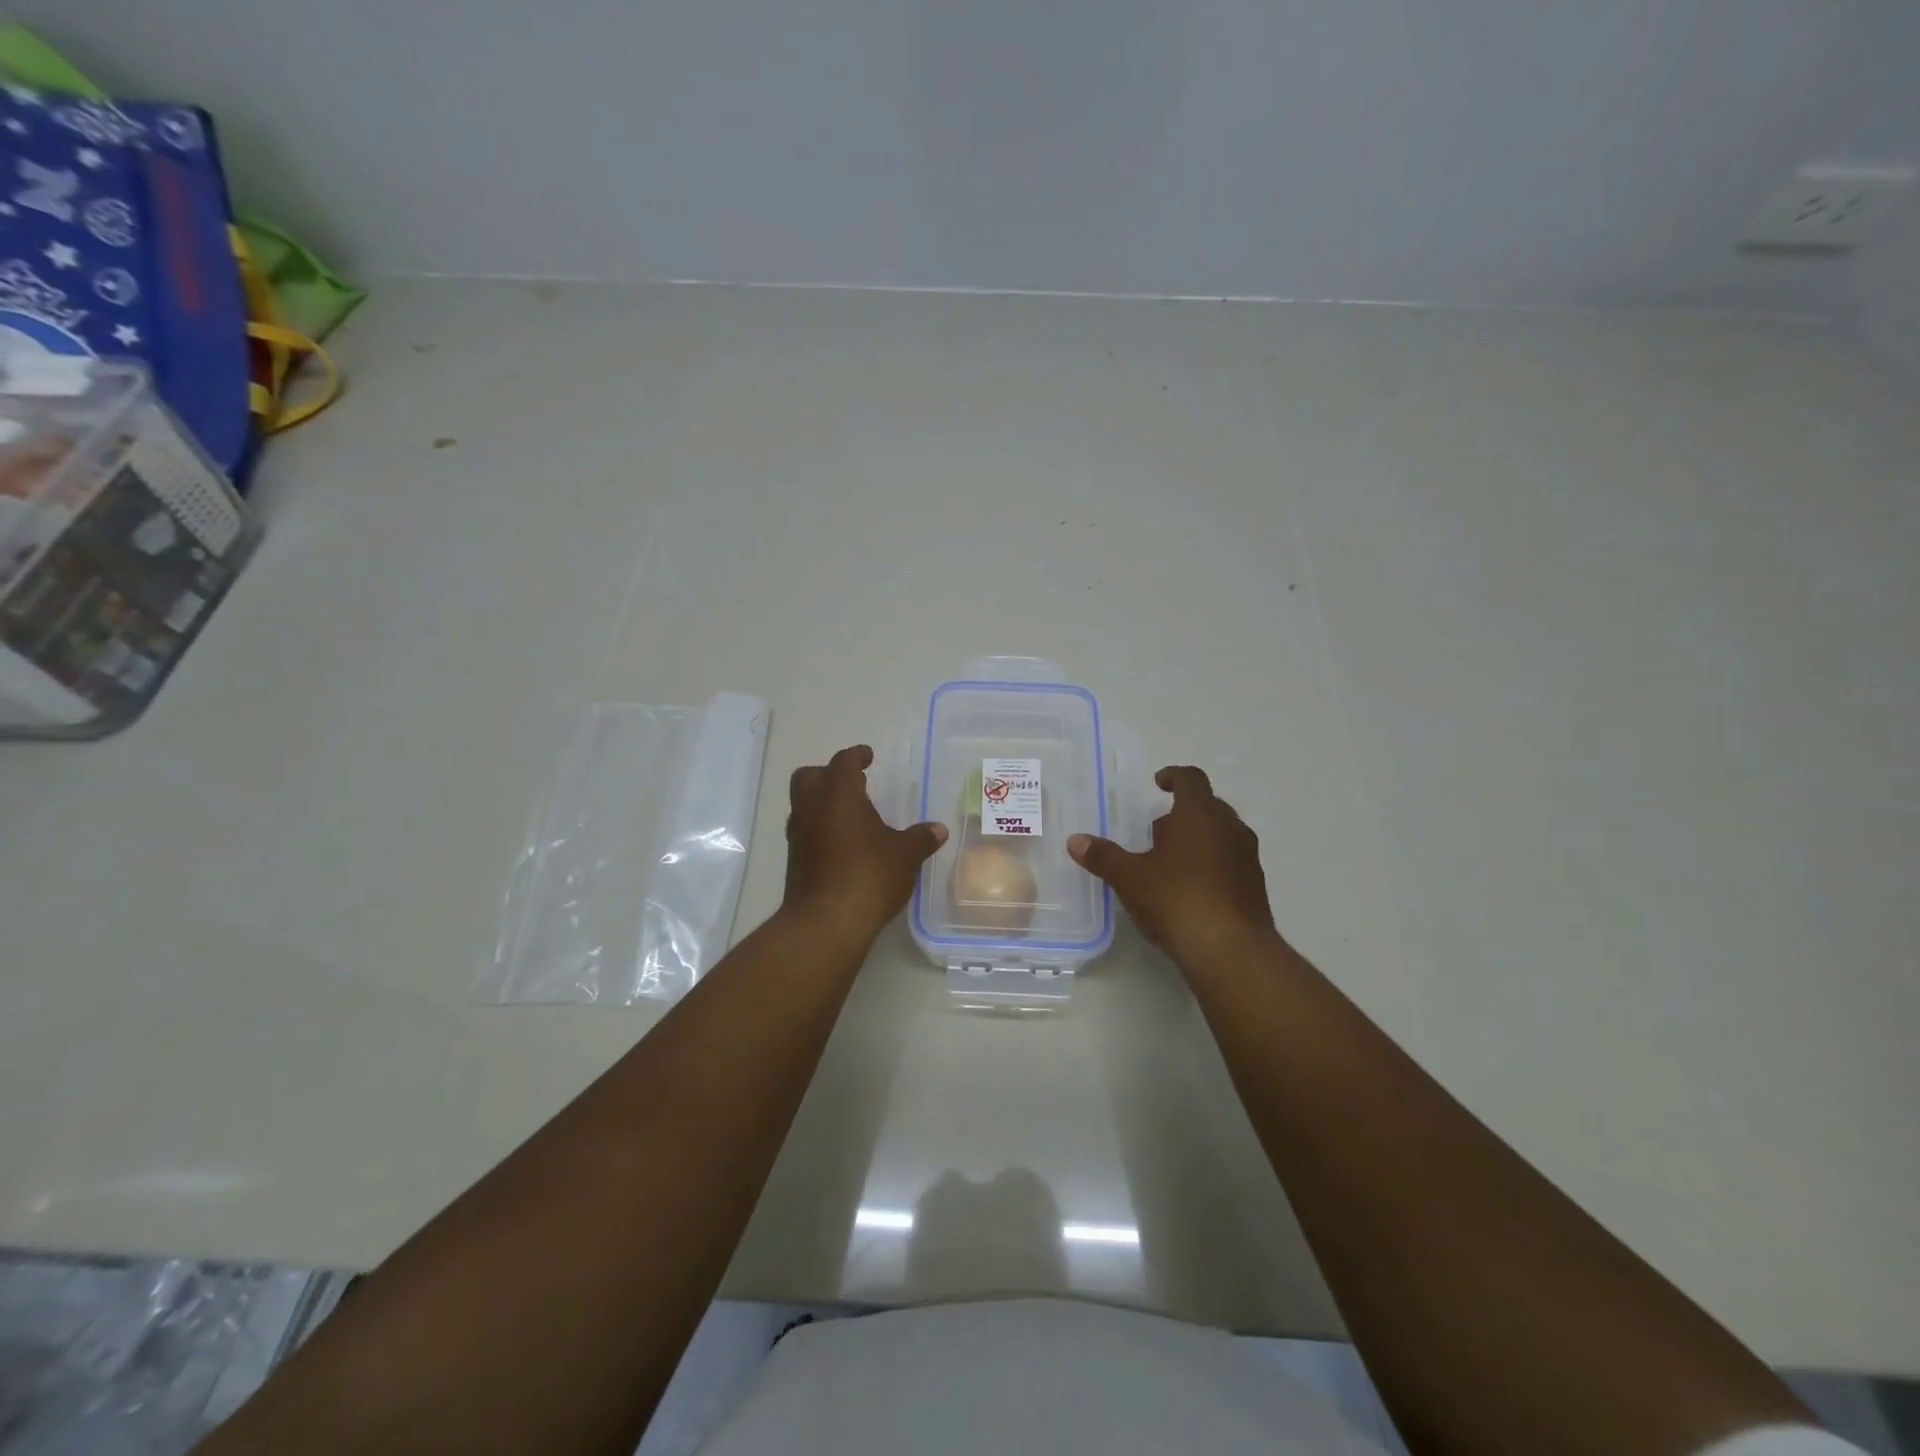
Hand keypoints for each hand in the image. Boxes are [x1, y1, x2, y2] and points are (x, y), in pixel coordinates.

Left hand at [783, 745, 947, 941]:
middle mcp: (812, 808)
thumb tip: (938, 829)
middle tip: (853, 783)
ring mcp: (798, 836)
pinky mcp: (794, 862)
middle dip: (828, 774)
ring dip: (822, 803)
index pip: (843, 763)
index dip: (856, 756)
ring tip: (850, 815)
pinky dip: (820, 829)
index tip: (867, 756)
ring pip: (803, 805)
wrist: (826, 923)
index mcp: (839, 795)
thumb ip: (920, 838)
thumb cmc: (868, 876)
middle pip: (809, 777)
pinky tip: (842, 844)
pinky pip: (805, 832)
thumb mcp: (905, 855)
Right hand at [1068, 766, 1275, 965]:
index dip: (1174, 776)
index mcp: (1200, 814)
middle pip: (1208, 806)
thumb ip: (1103, 856)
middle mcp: (1230, 827)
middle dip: (1182, 814)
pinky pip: (1231, 862)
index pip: (1191, 779)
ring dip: (1199, 840)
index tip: (1158, 784)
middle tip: (1157, 832)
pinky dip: (1212, 865)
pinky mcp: (1256, 887)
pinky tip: (1191, 890)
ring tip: (1171, 862)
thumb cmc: (1176, 899)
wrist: (1230, 951)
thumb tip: (1075, 841)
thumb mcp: (1129, 878)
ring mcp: (1248, 858)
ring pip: (1222, 835)